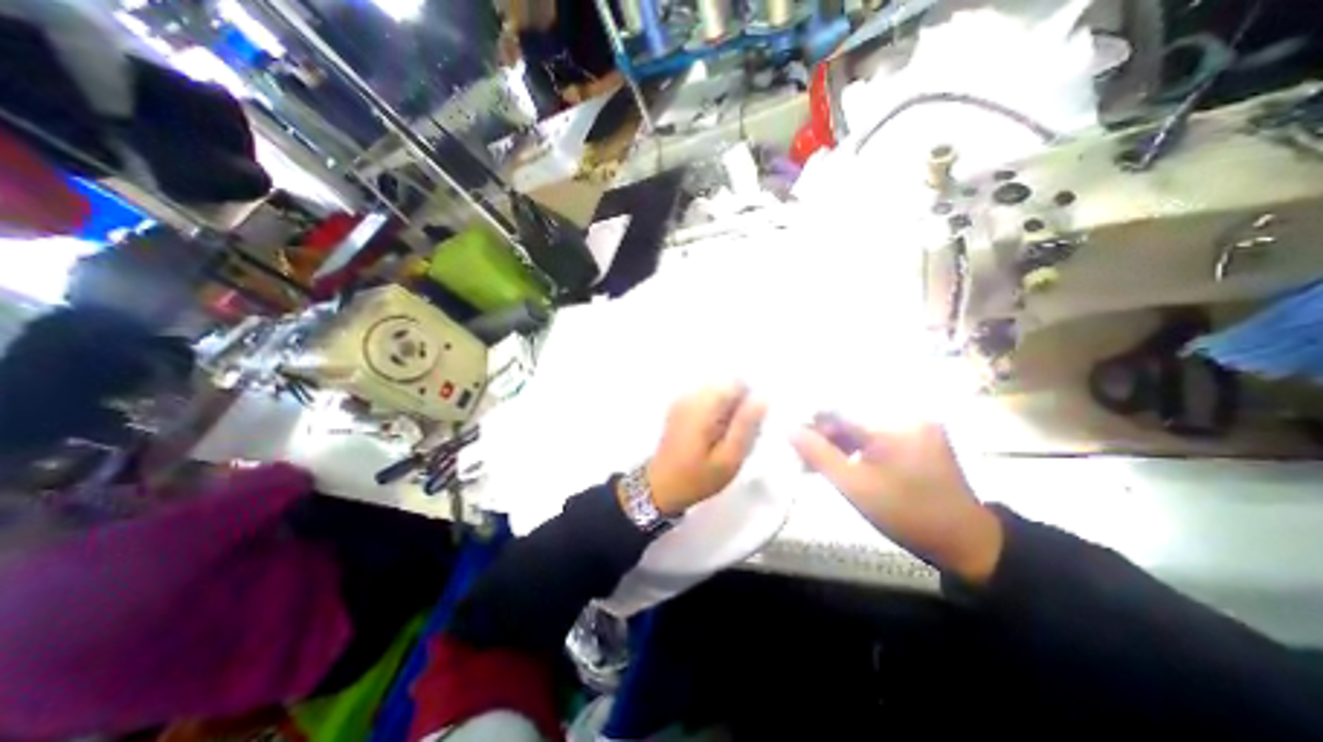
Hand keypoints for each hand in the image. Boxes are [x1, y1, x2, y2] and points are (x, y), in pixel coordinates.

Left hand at [642, 382, 764, 516]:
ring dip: (727, 411)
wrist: (661, 488)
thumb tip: (761, 399)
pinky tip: (713, 437)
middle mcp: (691, 396)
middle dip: (738, 407)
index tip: (751, 426)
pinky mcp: (679, 408)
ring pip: (717, 394)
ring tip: (726, 439)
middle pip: (726, 387)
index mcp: (703, 406)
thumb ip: (745, 426)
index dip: (749, 401)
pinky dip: (715, 414)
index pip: (736, 384)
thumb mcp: (728, 459)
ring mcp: (682, 401)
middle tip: (739, 437)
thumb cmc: (697, 477)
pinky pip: (706, 401)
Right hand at [783, 417, 1002, 578]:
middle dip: (825, 432)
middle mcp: (906, 412)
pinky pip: (876, 430)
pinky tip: (842, 459)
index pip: (839, 409)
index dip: (811, 422)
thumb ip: (818, 455)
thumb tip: (789, 429)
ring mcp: (915, 422)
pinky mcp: (918, 433)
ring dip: (838, 439)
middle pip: (850, 412)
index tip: (793, 438)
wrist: (964, 541)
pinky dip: (856, 443)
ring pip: (862, 421)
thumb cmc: (905, 514)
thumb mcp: (854, 487)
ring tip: (819, 460)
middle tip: (805, 455)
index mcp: (893, 423)